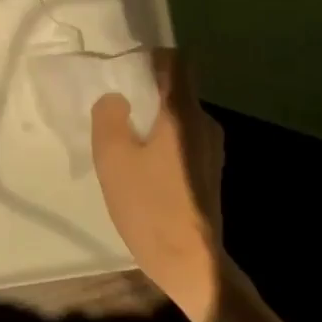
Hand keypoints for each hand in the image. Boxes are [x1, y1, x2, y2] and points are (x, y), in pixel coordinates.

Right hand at [91, 49, 225, 321]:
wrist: (191, 264)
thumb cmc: (150, 206)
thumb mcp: (113, 159)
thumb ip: (109, 117)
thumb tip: (115, 98)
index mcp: (183, 113)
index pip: (177, 61)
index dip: (151, 58)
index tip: (125, 71)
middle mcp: (204, 123)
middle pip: (176, 90)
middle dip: (145, 93)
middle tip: (114, 110)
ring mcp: (212, 149)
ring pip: (178, 118)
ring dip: (152, 121)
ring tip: (124, 143)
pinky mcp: (209, 172)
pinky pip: (182, 140)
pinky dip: (162, 142)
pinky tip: (142, 169)